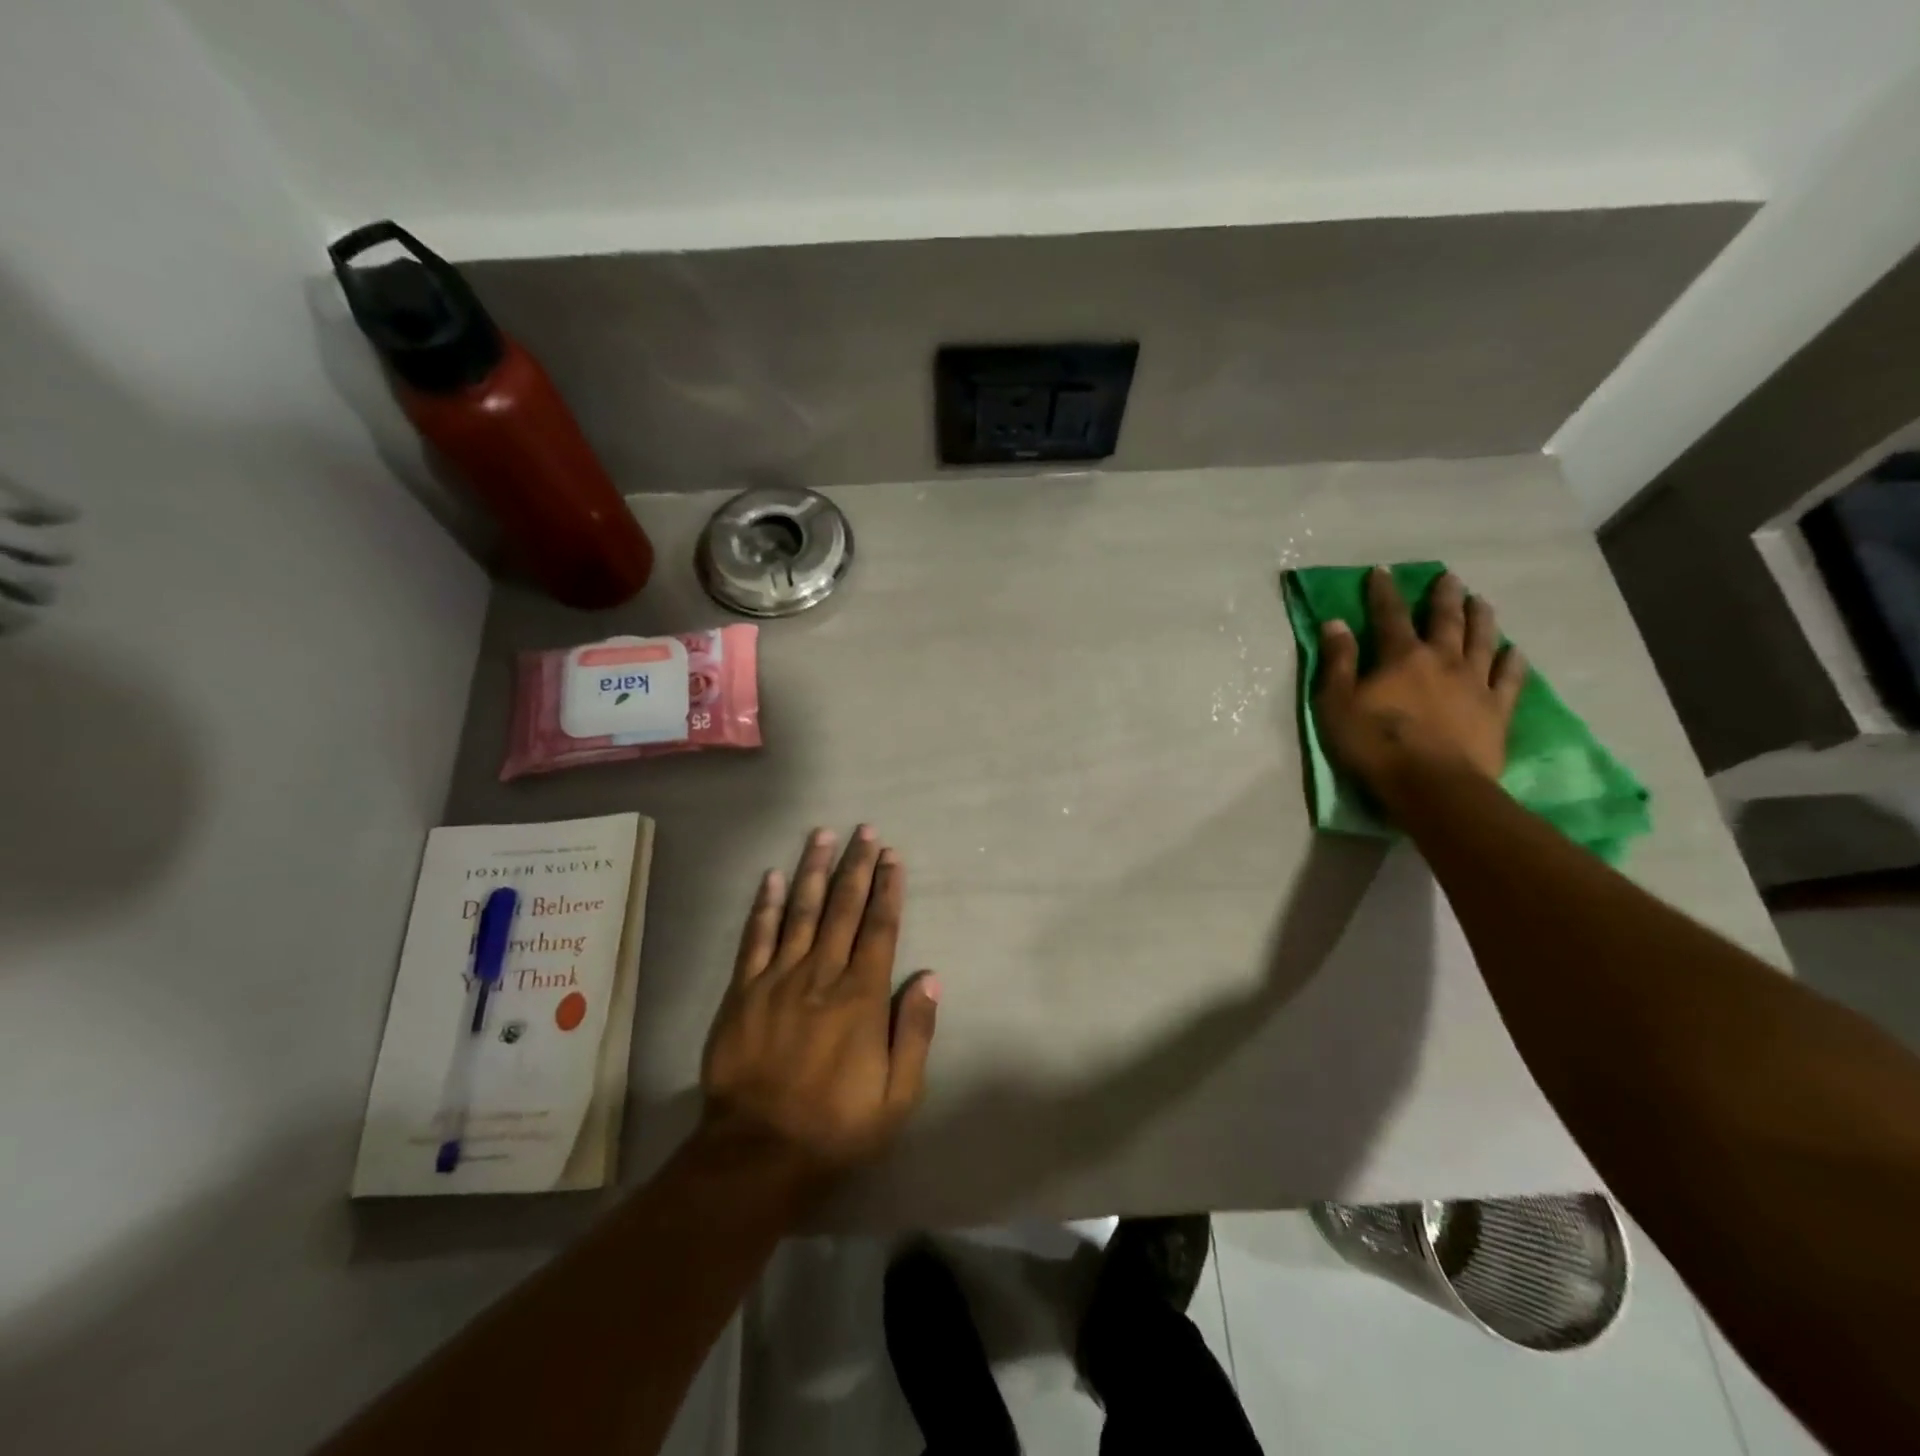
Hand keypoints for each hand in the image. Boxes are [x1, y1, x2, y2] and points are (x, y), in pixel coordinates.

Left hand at [699, 826, 939, 1183]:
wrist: (758, 1153)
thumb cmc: (836, 1126)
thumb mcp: (897, 1095)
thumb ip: (915, 1032)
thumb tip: (930, 977)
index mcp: (861, 996)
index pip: (880, 927)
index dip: (888, 888)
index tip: (892, 856)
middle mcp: (821, 974)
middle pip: (843, 908)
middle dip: (856, 866)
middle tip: (864, 830)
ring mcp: (778, 978)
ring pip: (800, 911)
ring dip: (813, 870)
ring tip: (822, 835)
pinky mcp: (743, 991)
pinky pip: (755, 937)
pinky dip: (764, 905)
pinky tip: (771, 877)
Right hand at [1315, 568, 1525, 804]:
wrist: (1433, 785)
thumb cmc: (1375, 745)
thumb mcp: (1337, 704)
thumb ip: (1338, 662)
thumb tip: (1336, 623)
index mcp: (1402, 657)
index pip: (1390, 615)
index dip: (1384, 592)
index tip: (1383, 571)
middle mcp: (1443, 660)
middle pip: (1445, 620)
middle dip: (1443, 597)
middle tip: (1448, 578)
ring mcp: (1475, 684)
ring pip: (1482, 641)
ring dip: (1481, 618)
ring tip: (1481, 600)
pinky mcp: (1496, 710)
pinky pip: (1509, 679)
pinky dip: (1513, 662)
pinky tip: (1515, 652)